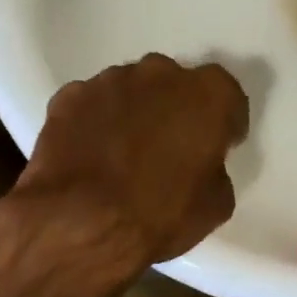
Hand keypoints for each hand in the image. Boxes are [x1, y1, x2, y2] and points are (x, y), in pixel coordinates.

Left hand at [0, 55, 248, 296]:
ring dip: (131, 113)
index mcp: (208, 94)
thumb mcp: (215, 204)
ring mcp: (109, 80)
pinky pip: (89, 105)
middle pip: (173, 85)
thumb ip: (213, 168)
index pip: (226, 96)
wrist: (81, 223)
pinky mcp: (69, 97)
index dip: (223, 122)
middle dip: (173, 109)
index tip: (217, 145)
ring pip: (129, 91)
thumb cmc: (159, 215)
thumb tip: (199, 165)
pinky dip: (92, 123)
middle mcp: (159, 73)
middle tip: (167, 147)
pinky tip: (89, 155)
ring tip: (122, 153)